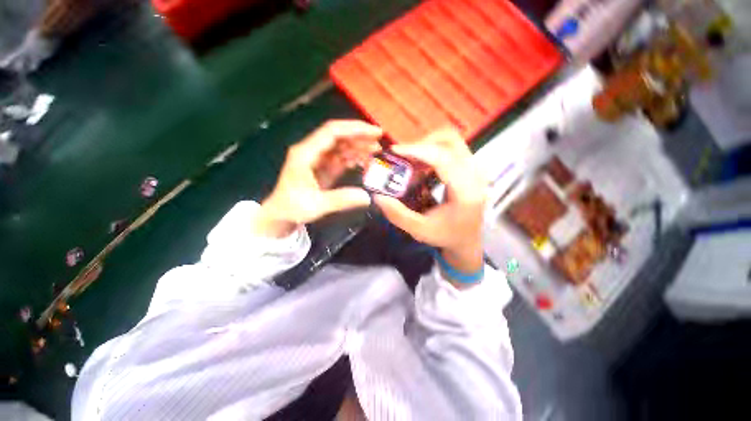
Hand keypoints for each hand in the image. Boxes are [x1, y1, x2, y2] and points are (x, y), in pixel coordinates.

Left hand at [253, 120, 382, 237]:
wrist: (280, 215)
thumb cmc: (292, 208)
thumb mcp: (316, 206)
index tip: (375, 132)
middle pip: (338, 136)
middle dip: (359, 136)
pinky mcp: (322, 168)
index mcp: (305, 153)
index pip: (332, 132)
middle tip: (379, 143)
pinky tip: (364, 162)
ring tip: (375, 152)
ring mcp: (317, 159)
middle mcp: (311, 151)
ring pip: (340, 146)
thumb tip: (367, 197)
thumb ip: (341, 200)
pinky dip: (353, 158)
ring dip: (358, 147)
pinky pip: (340, 158)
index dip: (355, 129)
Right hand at [374, 130, 485, 283]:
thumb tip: (378, 196)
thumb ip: (397, 214)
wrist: (467, 239)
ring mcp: (476, 169)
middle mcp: (475, 176)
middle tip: (403, 156)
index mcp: (465, 192)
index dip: (417, 151)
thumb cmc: (446, 236)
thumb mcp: (419, 230)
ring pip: (452, 141)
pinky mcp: (472, 168)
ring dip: (427, 146)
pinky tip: (421, 166)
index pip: (443, 159)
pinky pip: (452, 149)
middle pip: (451, 141)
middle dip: (422, 144)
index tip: (395, 151)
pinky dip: (433, 151)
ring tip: (410, 161)